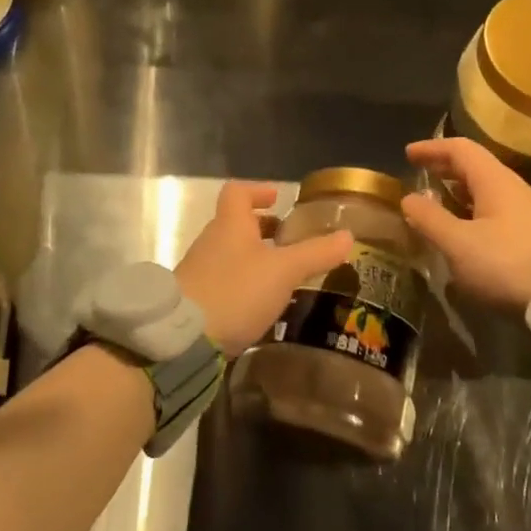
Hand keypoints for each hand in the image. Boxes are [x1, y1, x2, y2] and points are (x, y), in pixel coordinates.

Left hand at [175, 183, 354, 357]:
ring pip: (230, 254)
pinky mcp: (195, 301)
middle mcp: (211, 242)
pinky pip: (223, 282)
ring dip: (254, 259)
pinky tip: (260, 305)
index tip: (277, 198)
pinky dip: (243, 284)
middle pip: (236, 224)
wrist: (182, 339)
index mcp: (230, 225)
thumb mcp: (284, 272)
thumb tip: (347, 235)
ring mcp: (199, 272)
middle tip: (289, 241)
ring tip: (282, 277)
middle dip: (263, 229)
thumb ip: (315, 253)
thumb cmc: (236, 292)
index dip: (258, 191)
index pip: (238, 193)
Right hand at [401, 138, 530, 311]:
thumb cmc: (506, 264)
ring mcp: (527, 210)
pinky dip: (472, 210)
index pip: (460, 149)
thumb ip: (430, 219)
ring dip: (458, 191)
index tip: (408, 155)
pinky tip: (463, 230)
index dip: (431, 148)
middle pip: (474, 166)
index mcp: (494, 180)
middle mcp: (512, 187)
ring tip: (437, 203)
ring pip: (486, 189)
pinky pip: (495, 209)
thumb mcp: (458, 244)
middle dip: (444, 168)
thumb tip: (408, 199)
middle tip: (419, 176)